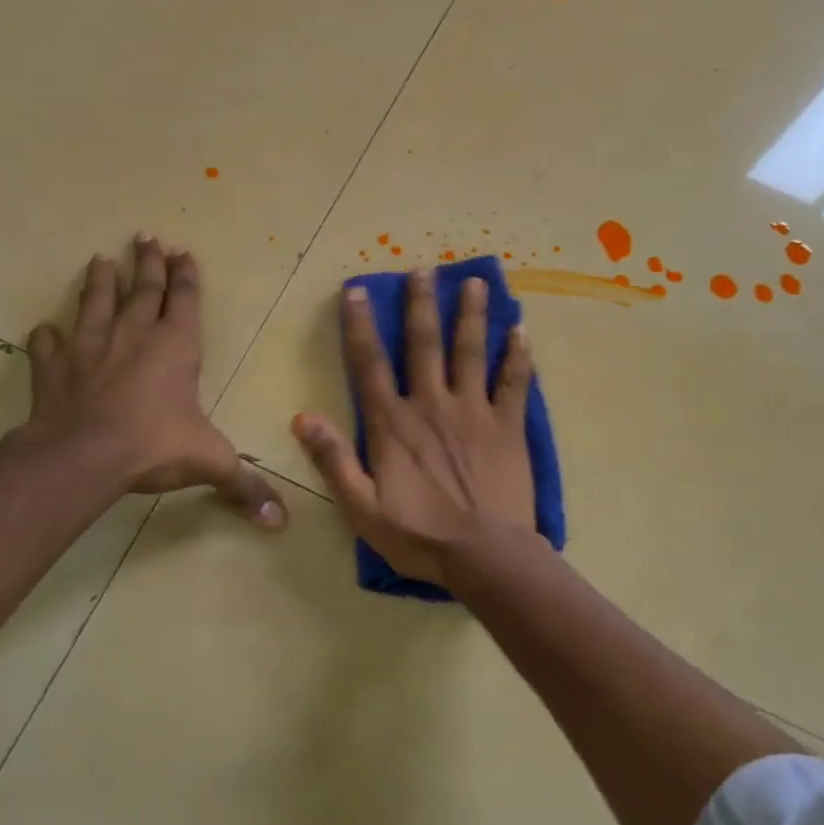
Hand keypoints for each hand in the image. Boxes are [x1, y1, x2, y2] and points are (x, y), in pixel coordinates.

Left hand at [13, 236, 285, 527]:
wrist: (82, 456)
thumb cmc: (154, 446)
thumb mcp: (210, 463)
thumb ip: (244, 486)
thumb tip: (280, 522)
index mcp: (175, 347)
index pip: (184, 300)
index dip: (186, 276)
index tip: (183, 252)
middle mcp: (133, 336)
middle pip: (142, 289)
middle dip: (147, 263)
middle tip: (146, 237)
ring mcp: (89, 347)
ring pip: (94, 303)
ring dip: (98, 281)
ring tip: (99, 260)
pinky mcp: (53, 368)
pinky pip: (48, 344)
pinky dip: (47, 335)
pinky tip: (46, 329)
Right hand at [292, 269, 537, 583]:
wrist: (485, 555)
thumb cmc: (420, 536)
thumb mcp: (362, 508)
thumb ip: (334, 460)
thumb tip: (302, 417)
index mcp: (394, 424)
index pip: (370, 364)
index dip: (360, 325)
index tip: (356, 290)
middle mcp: (432, 405)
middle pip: (424, 344)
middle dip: (421, 304)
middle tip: (423, 269)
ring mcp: (474, 411)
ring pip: (471, 351)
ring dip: (472, 315)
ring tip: (476, 282)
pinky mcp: (508, 425)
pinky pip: (514, 382)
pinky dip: (518, 354)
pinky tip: (521, 329)